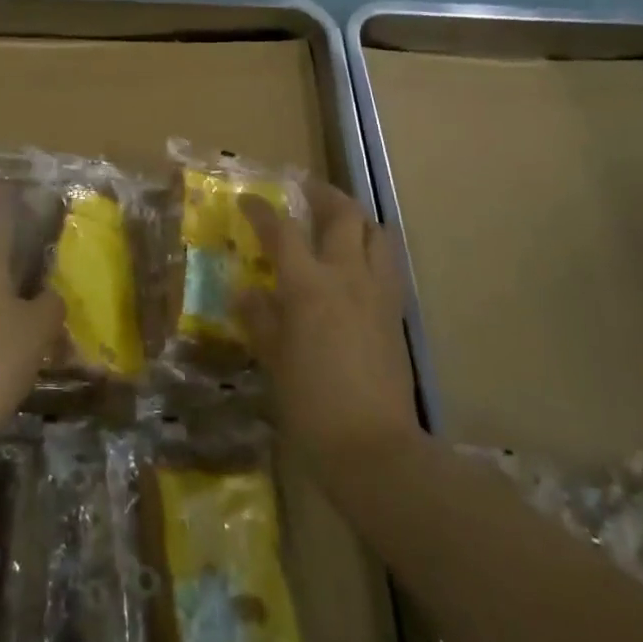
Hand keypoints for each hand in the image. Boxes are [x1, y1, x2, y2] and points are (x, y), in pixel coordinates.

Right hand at [238, 179, 420, 466]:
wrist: (376, 450)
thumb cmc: (313, 405)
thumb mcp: (274, 360)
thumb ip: (260, 319)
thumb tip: (246, 291)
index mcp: (309, 285)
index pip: (282, 230)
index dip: (262, 210)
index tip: (248, 199)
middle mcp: (347, 276)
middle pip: (343, 214)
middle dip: (322, 194)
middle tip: (304, 191)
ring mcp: (378, 293)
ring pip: (376, 233)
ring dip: (356, 219)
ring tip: (337, 223)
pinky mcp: (397, 314)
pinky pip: (387, 264)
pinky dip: (371, 250)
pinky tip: (356, 267)